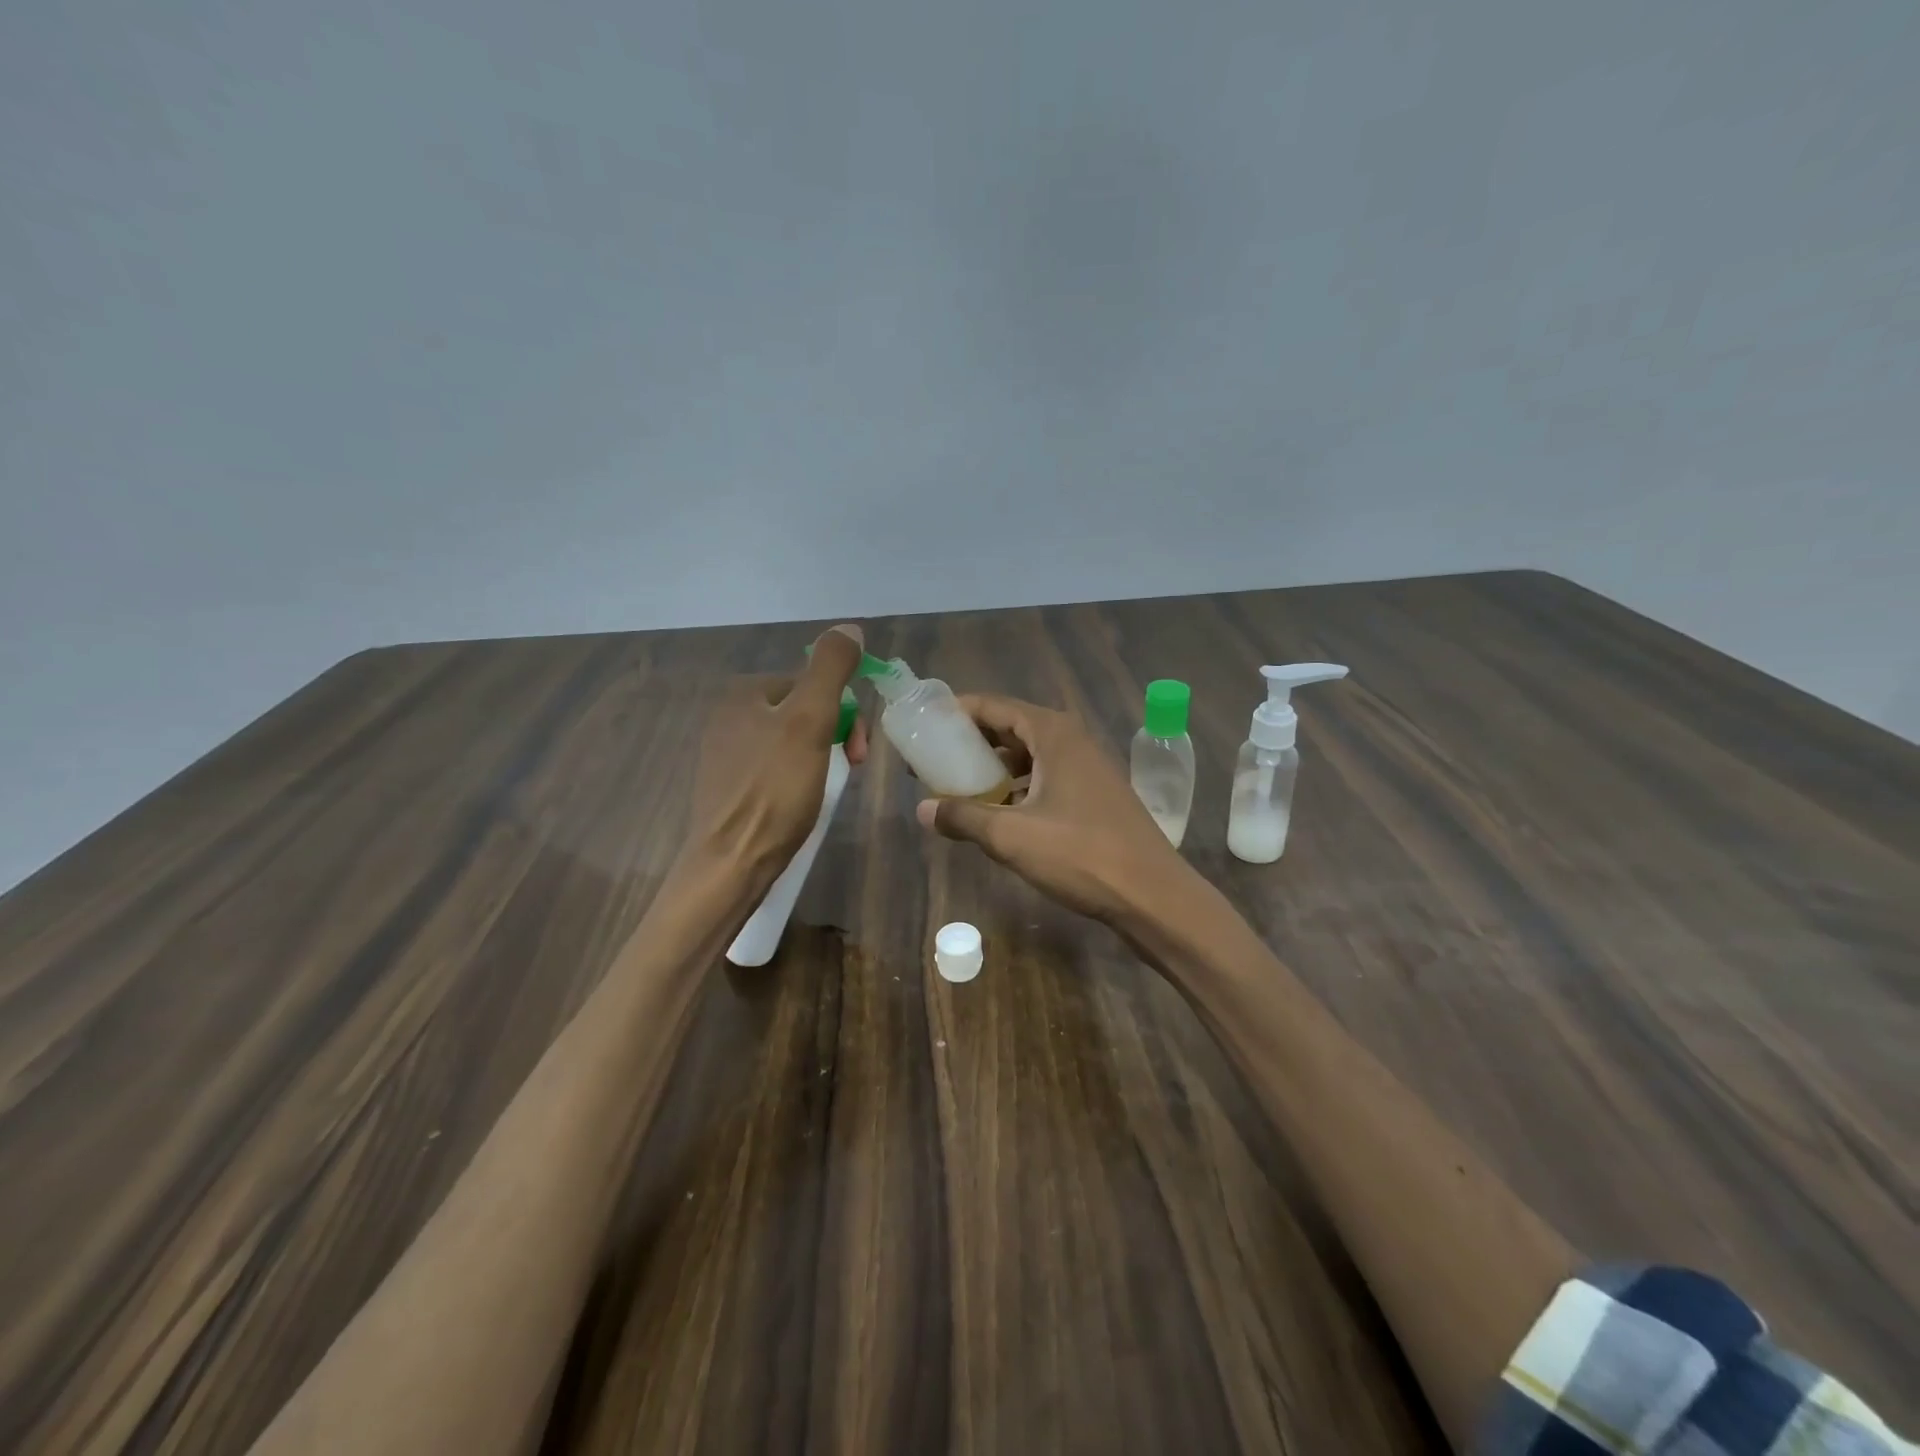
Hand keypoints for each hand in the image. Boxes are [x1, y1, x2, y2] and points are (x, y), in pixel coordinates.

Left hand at [685, 624, 867, 886]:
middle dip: (834, 736)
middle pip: (802, 712)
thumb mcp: (811, 721)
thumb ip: (830, 670)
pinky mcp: (728, 787)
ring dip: (820, 758)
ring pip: (791, 742)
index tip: (859, 752)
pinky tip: (801, 803)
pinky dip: (797, 779)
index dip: (844, 713)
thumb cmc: (775, 790)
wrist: (732, 863)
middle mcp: (727, 716)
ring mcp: (724, 753)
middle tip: (851, 770)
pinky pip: (775, 769)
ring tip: (826, 790)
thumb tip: (850, 627)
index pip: (811, 684)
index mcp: (743, 693)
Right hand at [914, 694, 1190, 923]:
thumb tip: (923, 809)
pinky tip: (998, 811)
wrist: (1153, 895)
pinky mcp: (1094, 794)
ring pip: (1028, 755)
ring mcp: (1086, 767)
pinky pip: (1045, 776)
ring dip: (993, 766)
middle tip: (932, 759)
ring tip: (957, 785)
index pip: (993, 706)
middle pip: (1010, 727)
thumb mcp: (1012, 836)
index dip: (955, 712)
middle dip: (970, 741)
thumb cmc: (1081, 855)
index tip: (922, 725)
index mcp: (1053, 734)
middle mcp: (1071, 740)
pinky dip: (1017, 786)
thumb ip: (964, 817)